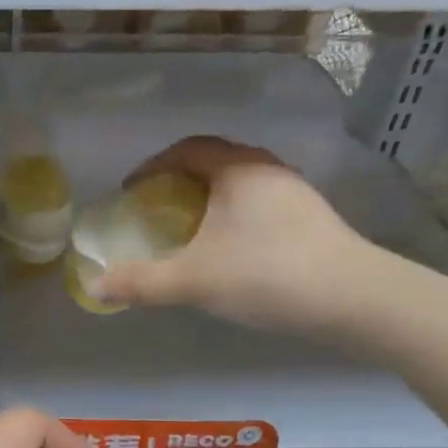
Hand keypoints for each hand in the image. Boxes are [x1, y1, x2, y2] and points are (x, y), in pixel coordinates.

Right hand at [89, 135, 382, 334]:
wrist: (354, 298)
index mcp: (237, 169)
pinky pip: (259, 204)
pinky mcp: (311, 218)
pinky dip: (233, 215)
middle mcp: (267, 169)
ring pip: (240, 183)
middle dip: (179, 180)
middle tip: (155, 208)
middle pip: (214, 161)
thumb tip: (93, 287)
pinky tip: (229, 248)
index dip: (153, 166)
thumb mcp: (193, 281)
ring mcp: (295, 193)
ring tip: (189, 228)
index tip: (131, 191)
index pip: (187, 150)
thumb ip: (141, 283)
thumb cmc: (266, 275)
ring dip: (209, 198)